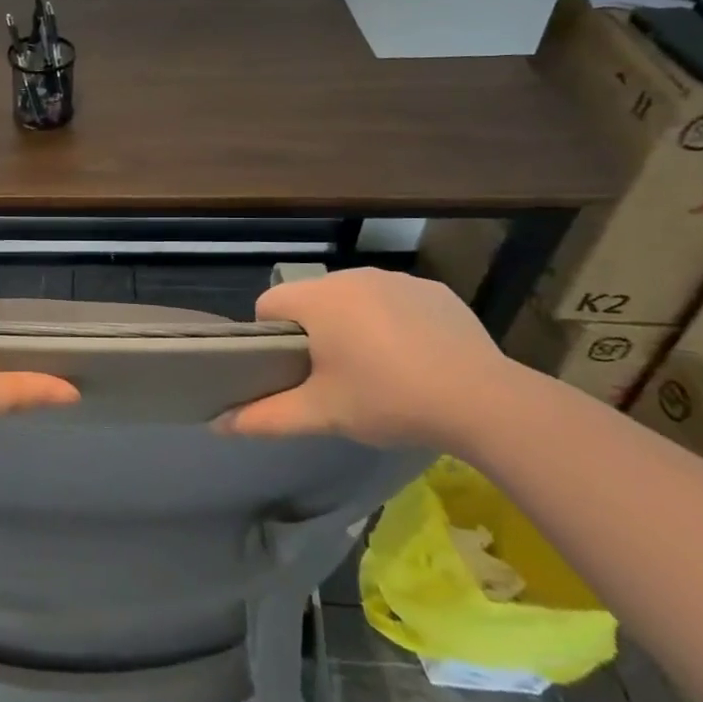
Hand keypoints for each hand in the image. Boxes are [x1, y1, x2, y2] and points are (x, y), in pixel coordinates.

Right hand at [221, 268, 517, 448]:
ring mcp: (397, 279)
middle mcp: (352, 276)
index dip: (270, 337)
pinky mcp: (434, 290)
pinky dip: (393, 322)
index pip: (269, 304)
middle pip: (312, 300)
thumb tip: (219, 424)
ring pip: (354, 299)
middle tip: (332, 377)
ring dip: (353, 324)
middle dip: (314, 332)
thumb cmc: (389, 400)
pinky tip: (414, 358)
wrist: (483, 400)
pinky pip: (395, 301)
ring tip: (376, 369)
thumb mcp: (323, 414)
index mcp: (319, 299)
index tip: (290, 370)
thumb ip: (266, 417)